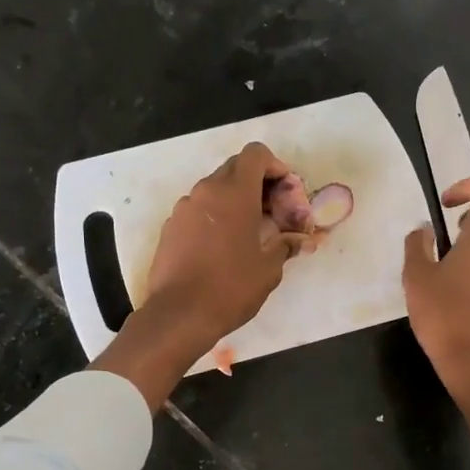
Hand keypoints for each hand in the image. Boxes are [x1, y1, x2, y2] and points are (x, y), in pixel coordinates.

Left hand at [93, 143, 297, 408]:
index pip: (256, 154)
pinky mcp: (170, 227)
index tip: (284, 192)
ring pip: (214, 190)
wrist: (179, 315)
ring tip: (249, 232)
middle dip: (257, 183)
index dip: (274, 166)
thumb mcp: (269, 269)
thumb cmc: (231, 288)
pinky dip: (215, 217)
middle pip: (235, 168)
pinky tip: (222, 247)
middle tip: (272, 213)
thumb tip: (299, 241)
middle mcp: (206, 191)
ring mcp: (184, 208)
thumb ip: (286, 246)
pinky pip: (198, 210)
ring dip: (234, 201)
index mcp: (234, 193)